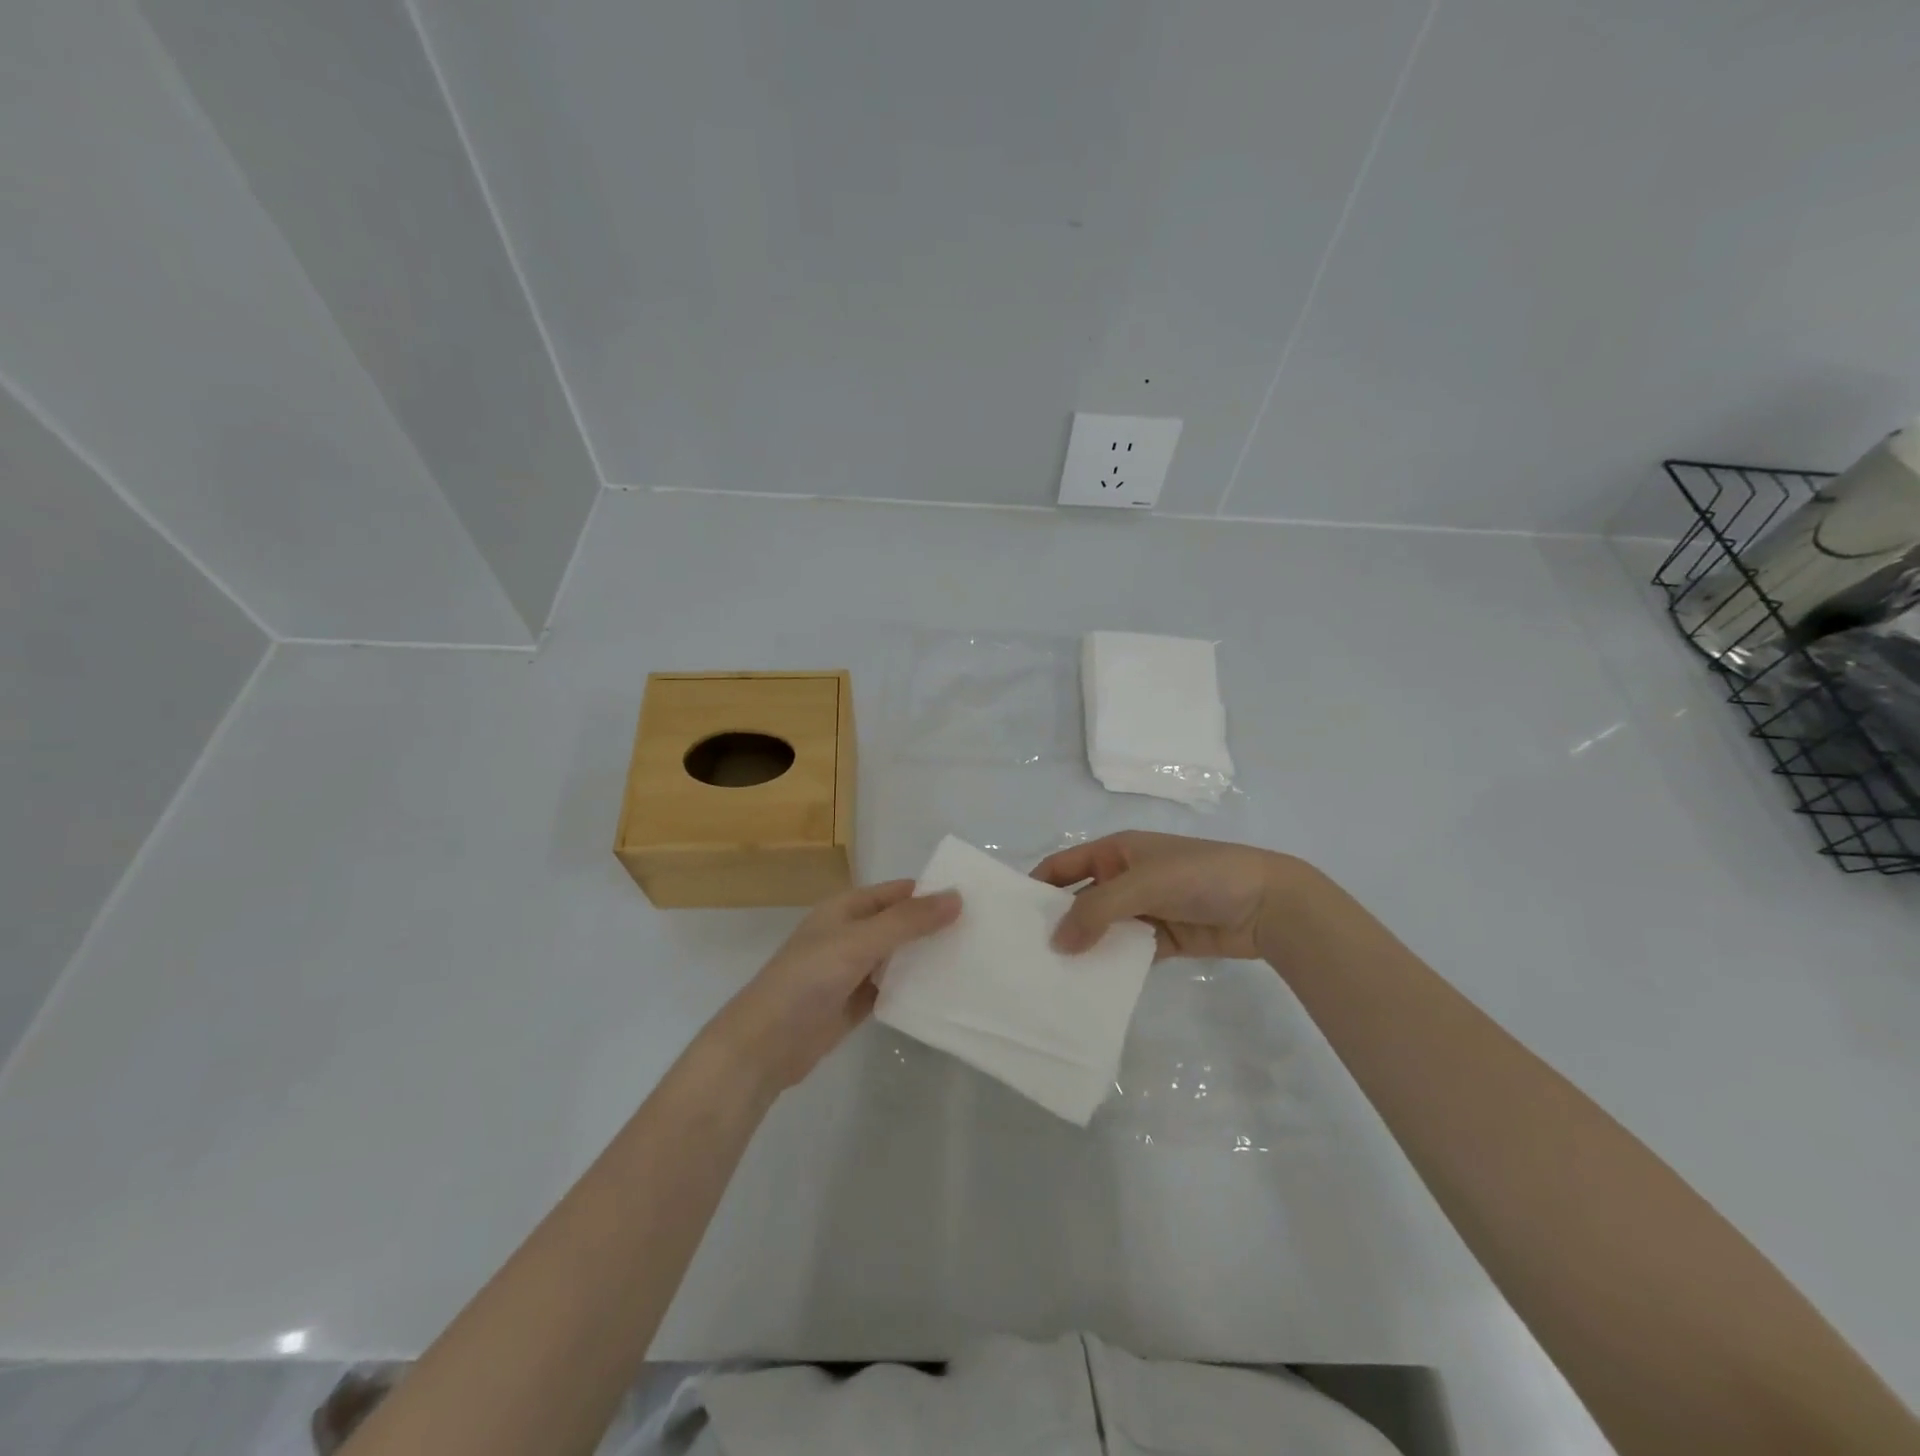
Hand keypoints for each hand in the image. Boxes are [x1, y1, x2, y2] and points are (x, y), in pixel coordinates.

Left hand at [704, 880, 960, 1094]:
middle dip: (935, 926)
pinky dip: (915, 988)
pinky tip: (946, 992)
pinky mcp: (856, 1003)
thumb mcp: (859, 942)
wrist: (764, 1045)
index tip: (976, 900)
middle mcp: (851, 934)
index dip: (932, 893)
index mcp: (846, 908)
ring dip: (928, 958)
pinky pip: (893, 988)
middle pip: (901, 923)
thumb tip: (957, 897)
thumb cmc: (807, 980)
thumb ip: (907, 921)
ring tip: (975, 960)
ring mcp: (853, 970)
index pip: (898, 892)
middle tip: (984, 933)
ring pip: (899, 957)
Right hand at [1033, 831, 1298, 960]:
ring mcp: (1144, 909)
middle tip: (1026, 957)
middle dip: (1057, 923)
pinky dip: (1111, 966)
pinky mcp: (1162, 939)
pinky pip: (1127, 952)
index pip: (1064, 866)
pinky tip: (1091, 988)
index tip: (1012, 919)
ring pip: (1102, 929)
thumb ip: (1096, 910)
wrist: (1267, 904)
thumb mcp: (1142, 883)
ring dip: (1083, 948)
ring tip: (1051, 978)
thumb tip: (1057, 943)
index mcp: (1115, 851)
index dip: (1038, 886)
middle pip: (1079, 900)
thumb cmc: (1200, 876)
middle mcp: (1124, 877)